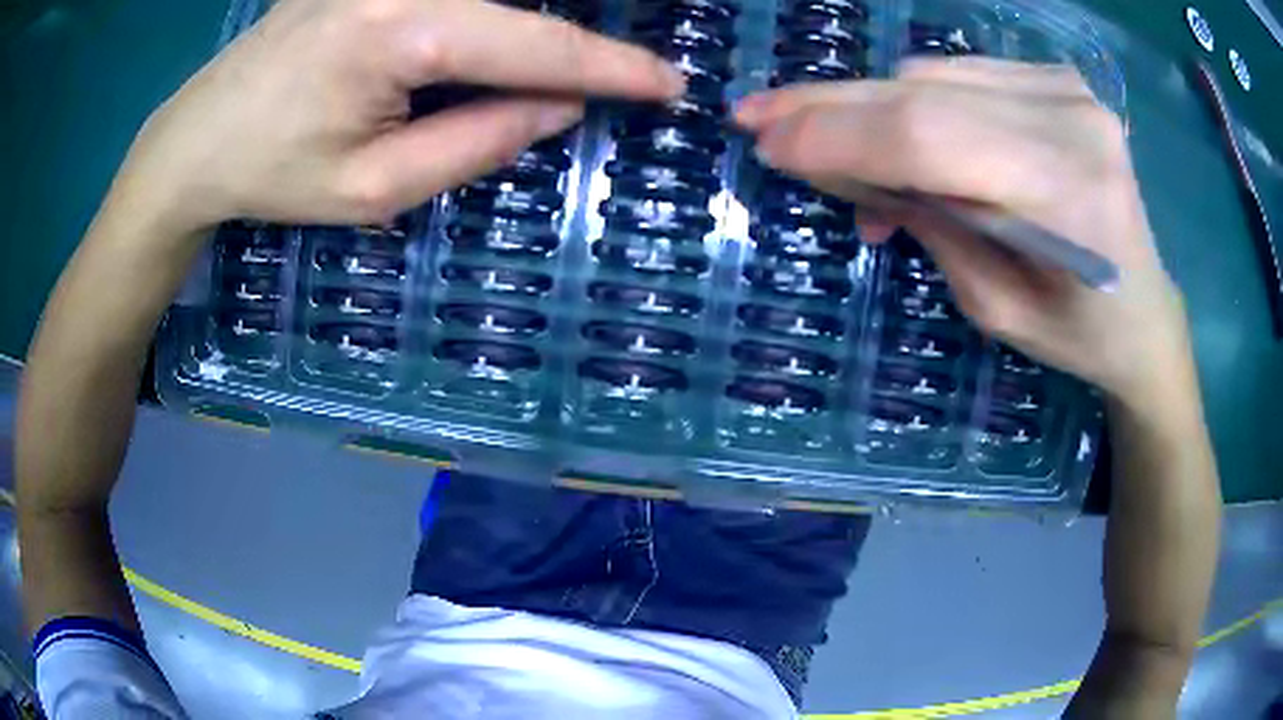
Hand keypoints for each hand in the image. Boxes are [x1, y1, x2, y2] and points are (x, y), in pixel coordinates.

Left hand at [117, 0, 683, 233]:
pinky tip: (498, 45)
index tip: (668, 83)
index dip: (609, 66)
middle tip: (634, 74)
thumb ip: (476, 142)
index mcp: (400, 32)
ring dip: (532, 26)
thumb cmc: (272, 174)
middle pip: (517, 4)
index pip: (534, 43)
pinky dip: (488, 13)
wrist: (196, 139)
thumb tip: (559, 105)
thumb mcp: (373, 189)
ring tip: (574, 61)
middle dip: (579, 39)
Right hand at [736, 58, 1193, 406]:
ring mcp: (1068, 89)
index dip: (839, 137)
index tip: (766, 143)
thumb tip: (844, 171)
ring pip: (932, 74)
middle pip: (924, 93)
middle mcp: (1072, 119)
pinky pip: (959, 74)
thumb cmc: (1079, 333)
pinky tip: (897, 136)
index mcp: (1070, 194)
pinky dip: (913, 101)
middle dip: (831, 106)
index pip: (930, 139)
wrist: (1146, 310)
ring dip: (869, 107)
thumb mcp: (994, 306)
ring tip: (827, 145)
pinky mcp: (1058, 79)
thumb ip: (927, 223)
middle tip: (758, 115)